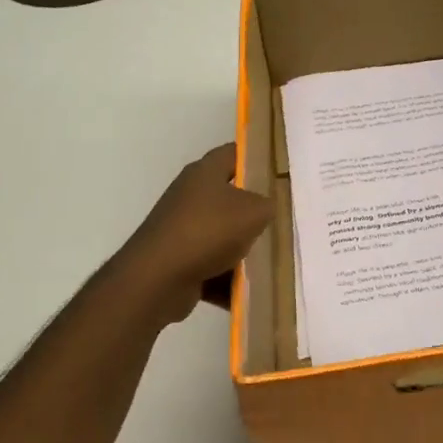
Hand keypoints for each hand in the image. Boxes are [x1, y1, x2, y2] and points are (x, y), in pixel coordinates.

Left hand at [114, 145, 273, 323]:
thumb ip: (269, 204)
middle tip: (284, 217)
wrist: (157, 279)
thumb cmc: (207, 231)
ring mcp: (182, 229)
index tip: (281, 170)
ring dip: (244, 248)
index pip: (235, 153)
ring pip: (223, 234)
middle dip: (256, 210)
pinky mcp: (179, 261)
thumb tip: (269, 207)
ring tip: (273, 258)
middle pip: (231, 197)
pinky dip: (228, 277)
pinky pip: (213, 265)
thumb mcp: (254, 211)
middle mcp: (190, 196)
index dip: (258, 157)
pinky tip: (251, 289)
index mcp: (204, 173)